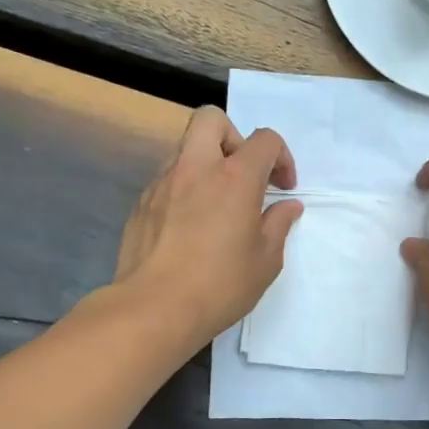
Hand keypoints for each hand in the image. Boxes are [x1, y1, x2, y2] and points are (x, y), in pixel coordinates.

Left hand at [112, 107, 302, 345]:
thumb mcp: (266, 260)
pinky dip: (185, 189)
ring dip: (207, 164)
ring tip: (217, 203)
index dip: (281, 157)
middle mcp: (197, 168)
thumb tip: (287, 206)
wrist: (154, 308)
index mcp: (235, 178)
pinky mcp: (141, 203)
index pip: (265, 140)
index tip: (283, 188)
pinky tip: (190, 226)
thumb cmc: (220, 284)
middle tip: (243, 174)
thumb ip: (278, 225)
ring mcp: (163, 183)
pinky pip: (168, 179)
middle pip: (212, 120)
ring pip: (186, 148)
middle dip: (234, 137)